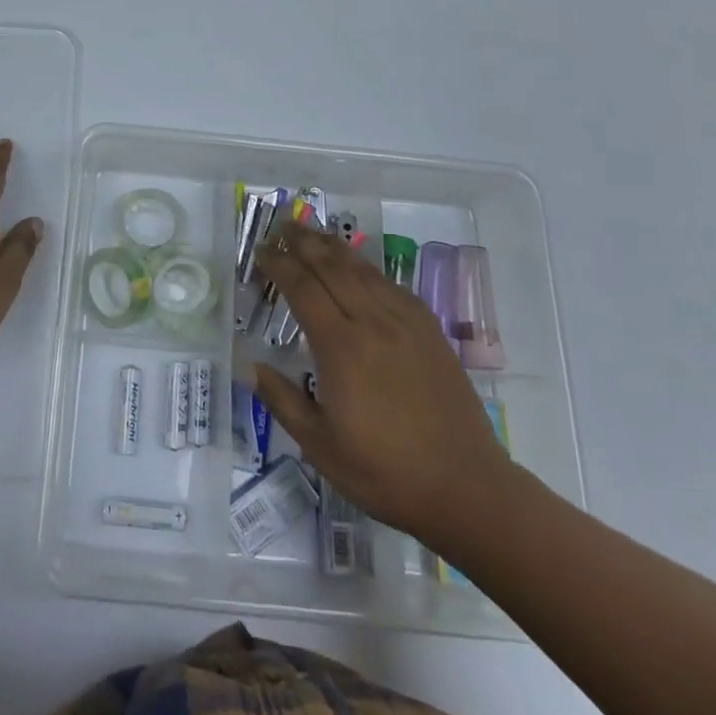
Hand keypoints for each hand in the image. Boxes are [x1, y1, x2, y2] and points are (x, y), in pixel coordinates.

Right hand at [252, 222, 517, 549]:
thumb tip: (248, 365)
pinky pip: (391, 285)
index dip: (278, 264)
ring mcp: (406, 323)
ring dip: (334, 247)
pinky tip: (360, 268)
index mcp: (341, 346)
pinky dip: (367, 268)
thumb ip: (281, 399)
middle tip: (281, 225)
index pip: (302, 287)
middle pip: (332, 266)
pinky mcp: (430, 331)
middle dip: (303, 241)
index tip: (260, 250)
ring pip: (363, 269)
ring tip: (313, 233)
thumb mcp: (319, 446)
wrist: (467, 489)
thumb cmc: (385, 472)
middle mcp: (373, 322)